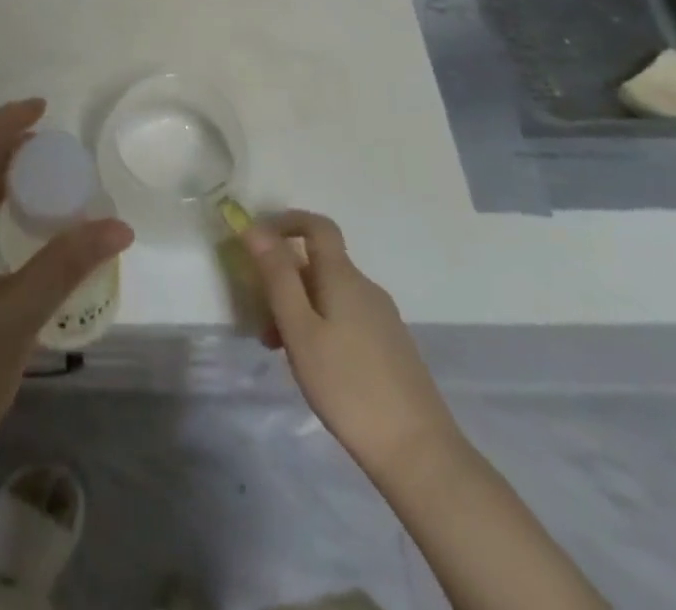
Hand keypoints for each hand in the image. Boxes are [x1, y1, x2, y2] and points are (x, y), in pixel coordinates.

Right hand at [243, 210, 458, 479]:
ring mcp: (383, 318)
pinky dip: (321, 326)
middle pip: (319, 264)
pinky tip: (315, 368)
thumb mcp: (300, 330)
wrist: (420, 454)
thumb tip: (255, 228)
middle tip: (261, 319)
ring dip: (300, 308)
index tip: (257, 240)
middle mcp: (366, 288)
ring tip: (282, 352)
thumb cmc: (348, 386)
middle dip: (285, 280)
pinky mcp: (391, 347)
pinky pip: (346, 317)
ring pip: (330, 295)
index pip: (317, 226)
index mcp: (344, 277)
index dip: (286, 221)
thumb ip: (277, 277)